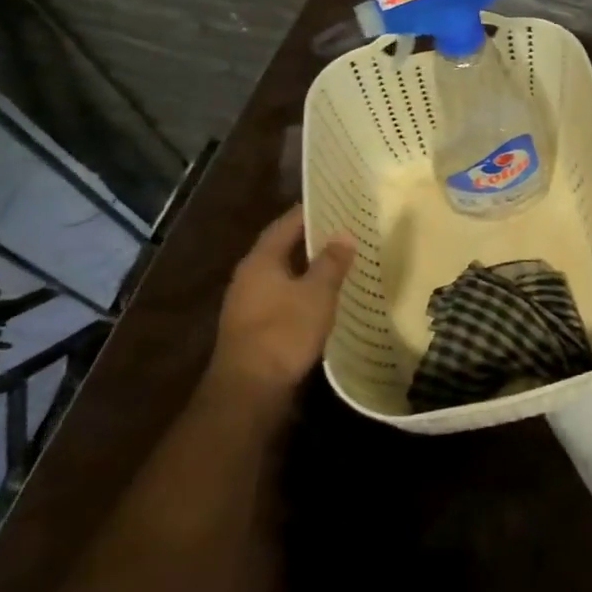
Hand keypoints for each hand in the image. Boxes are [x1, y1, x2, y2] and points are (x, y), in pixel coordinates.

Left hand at [210, 205, 354, 397]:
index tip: (336, 202)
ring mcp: (247, 303)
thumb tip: (344, 233)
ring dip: (306, 266)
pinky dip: (301, 290)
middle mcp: (248, 276)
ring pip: (281, 274)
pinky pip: (281, 296)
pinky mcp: (253, 327)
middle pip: (281, 248)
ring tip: (339, 260)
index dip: (310, 212)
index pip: (286, 224)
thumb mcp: (317, 294)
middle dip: (310, 238)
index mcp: (260, 260)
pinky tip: (322, 296)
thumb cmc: (284, 332)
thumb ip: (331, 262)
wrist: (249, 390)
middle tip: (343, 229)